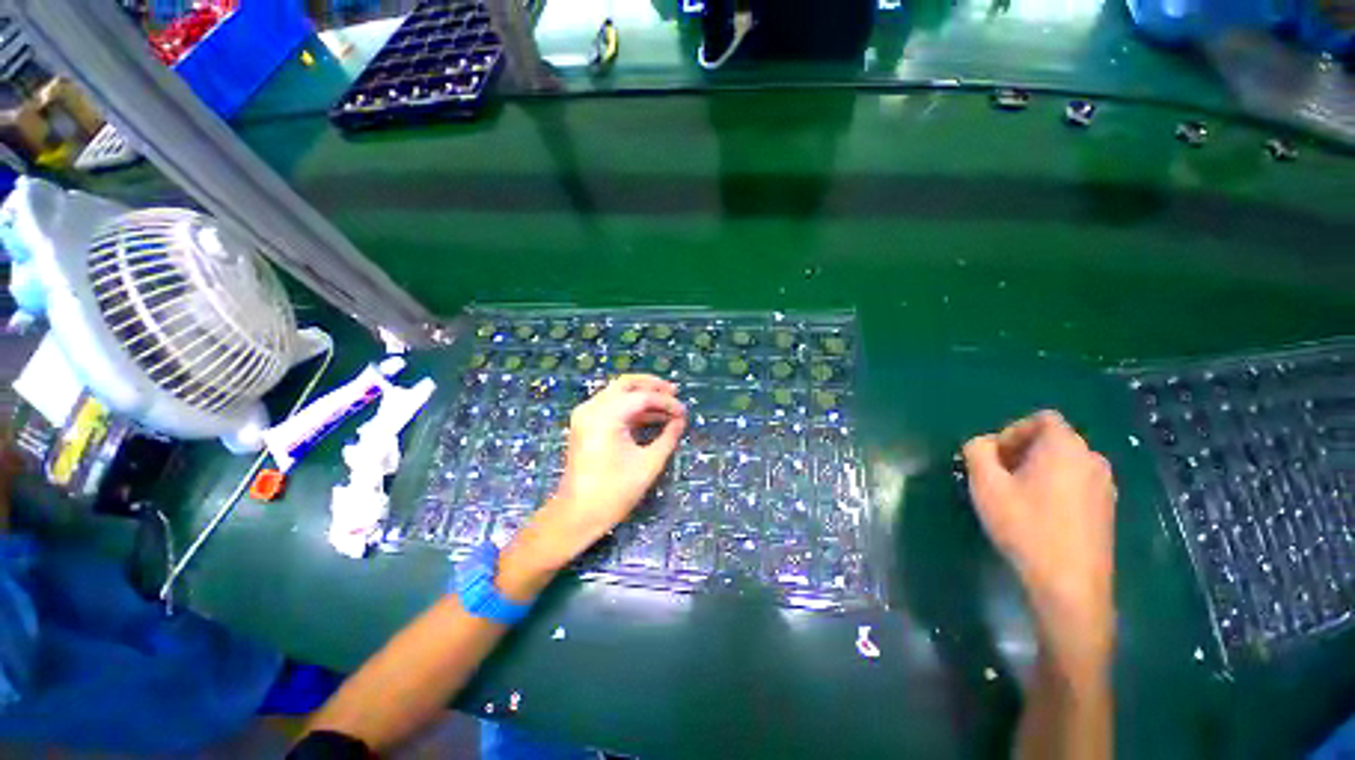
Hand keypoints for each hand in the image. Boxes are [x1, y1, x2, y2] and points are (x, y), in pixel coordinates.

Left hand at [498, 375, 686, 598]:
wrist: (577, 514)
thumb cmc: (614, 492)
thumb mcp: (648, 464)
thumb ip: (668, 437)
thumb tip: (680, 420)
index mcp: (605, 416)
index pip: (642, 397)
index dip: (666, 402)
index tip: (684, 412)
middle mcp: (592, 408)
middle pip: (626, 384)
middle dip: (653, 386)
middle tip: (674, 393)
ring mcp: (586, 414)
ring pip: (618, 392)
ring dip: (643, 396)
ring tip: (667, 405)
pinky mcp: (585, 423)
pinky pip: (611, 405)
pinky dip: (631, 407)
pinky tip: (651, 416)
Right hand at [962, 411, 1116, 673]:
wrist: (1069, 585)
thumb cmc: (1025, 526)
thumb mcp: (986, 484)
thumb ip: (977, 451)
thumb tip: (982, 444)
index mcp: (1065, 447)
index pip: (1041, 419)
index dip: (1012, 431)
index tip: (995, 458)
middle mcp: (1092, 459)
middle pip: (1052, 440)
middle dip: (1020, 452)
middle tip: (998, 477)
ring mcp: (1105, 486)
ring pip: (1064, 463)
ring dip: (1036, 470)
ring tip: (1015, 497)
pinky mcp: (1107, 510)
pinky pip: (1075, 483)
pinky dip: (1054, 487)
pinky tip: (1037, 515)